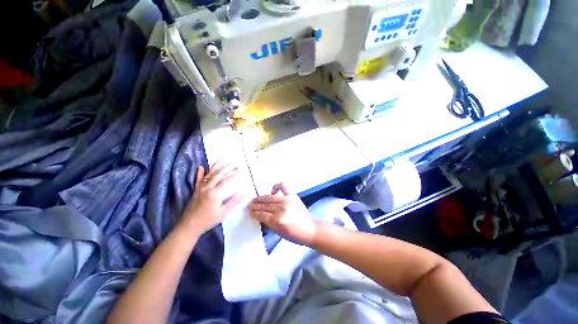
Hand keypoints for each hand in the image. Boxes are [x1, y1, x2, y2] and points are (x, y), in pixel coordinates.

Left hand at [180, 162, 243, 235]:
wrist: (189, 226)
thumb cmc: (207, 220)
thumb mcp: (223, 213)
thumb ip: (233, 202)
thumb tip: (243, 193)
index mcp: (215, 193)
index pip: (227, 181)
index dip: (235, 175)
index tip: (241, 171)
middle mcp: (207, 188)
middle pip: (219, 175)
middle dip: (228, 168)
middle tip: (235, 164)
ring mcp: (200, 188)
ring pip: (209, 174)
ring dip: (216, 167)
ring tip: (222, 160)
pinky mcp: (196, 190)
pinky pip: (198, 179)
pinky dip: (200, 173)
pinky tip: (201, 167)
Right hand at [248, 183, 317, 245]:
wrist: (311, 229)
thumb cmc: (295, 235)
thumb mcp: (278, 233)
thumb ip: (268, 222)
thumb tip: (259, 215)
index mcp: (277, 221)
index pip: (261, 214)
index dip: (253, 213)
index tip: (249, 212)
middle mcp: (281, 209)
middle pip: (264, 205)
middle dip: (255, 205)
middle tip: (250, 205)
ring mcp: (287, 200)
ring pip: (270, 197)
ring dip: (261, 198)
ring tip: (256, 200)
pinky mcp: (293, 195)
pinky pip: (283, 186)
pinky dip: (276, 186)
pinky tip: (272, 191)